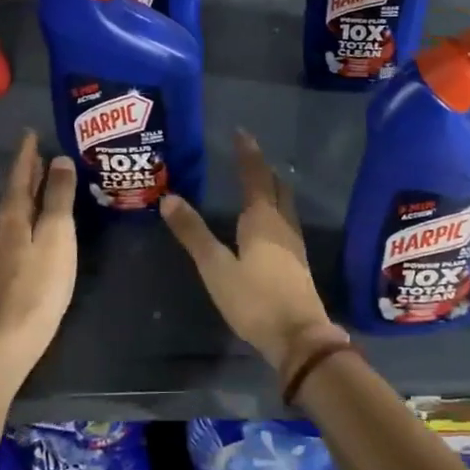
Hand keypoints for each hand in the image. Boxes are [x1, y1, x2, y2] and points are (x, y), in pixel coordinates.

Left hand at [0, 131, 77, 376]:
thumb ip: (59, 197)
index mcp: (13, 215)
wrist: (13, 334)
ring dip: (29, 192)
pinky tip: (40, 219)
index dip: (27, 154)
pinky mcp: (8, 267)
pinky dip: (31, 212)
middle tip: (41, 152)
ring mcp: (2, 249)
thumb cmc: (41, 280)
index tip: (31, 133)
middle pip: (16, 191)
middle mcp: (2, 227)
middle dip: (28, 171)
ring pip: (16, 209)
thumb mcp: (58, 233)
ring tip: (44, 180)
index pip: (20, 176)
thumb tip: (60, 160)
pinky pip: (20, 226)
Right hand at [160, 131, 345, 373]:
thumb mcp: (216, 267)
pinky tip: (268, 223)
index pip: (255, 175)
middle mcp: (282, 224)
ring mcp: (294, 243)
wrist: (299, 337)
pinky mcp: (297, 262)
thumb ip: (194, 233)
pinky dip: (275, 209)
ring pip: (284, 204)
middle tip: (247, 155)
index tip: (241, 133)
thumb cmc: (254, 299)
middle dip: (262, 169)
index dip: (247, 154)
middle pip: (275, 186)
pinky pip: (285, 221)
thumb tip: (170, 197)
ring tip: (258, 182)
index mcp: (262, 218)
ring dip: (272, 188)